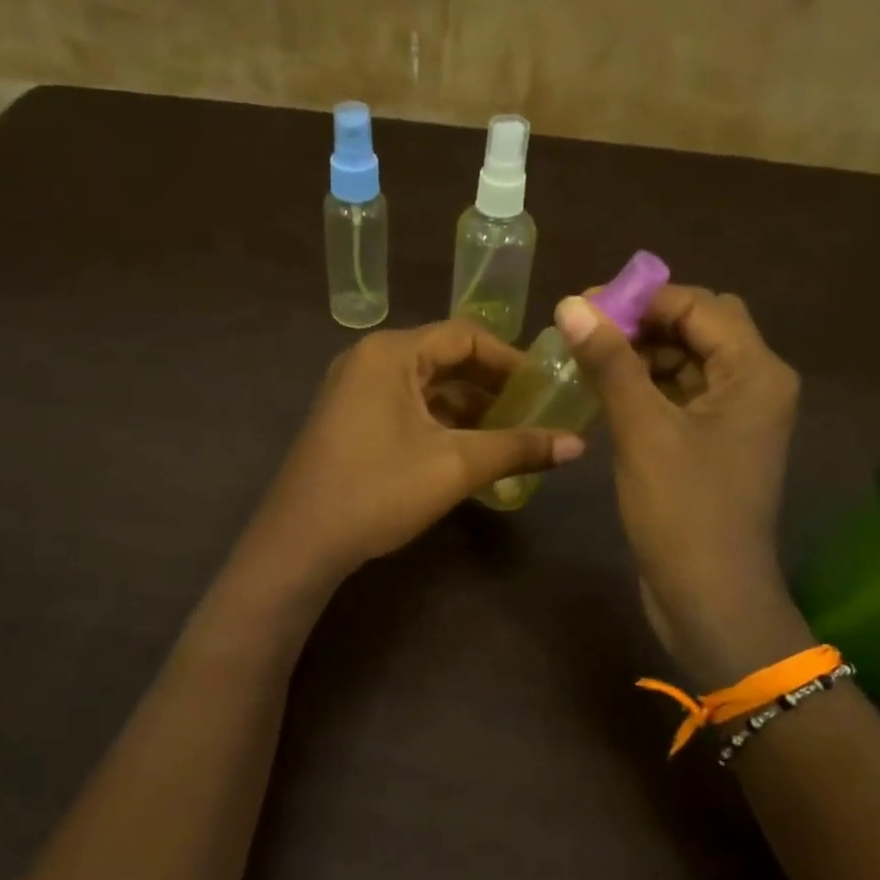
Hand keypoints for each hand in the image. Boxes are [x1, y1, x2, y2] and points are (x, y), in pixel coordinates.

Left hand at [251, 321, 584, 578]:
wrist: (299, 543)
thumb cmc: (378, 491)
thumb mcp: (455, 466)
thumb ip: (518, 448)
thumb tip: (579, 445)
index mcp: (391, 354)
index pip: (465, 336)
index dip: (510, 359)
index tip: (547, 385)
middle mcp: (369, 361)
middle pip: (445, 360)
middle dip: (492, 386)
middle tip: (536, 411)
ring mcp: (354, 392)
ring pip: (426, 389)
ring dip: (469, 409)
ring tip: (513, 436)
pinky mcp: (349, 422)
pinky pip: (406, 410)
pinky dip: (441, 425)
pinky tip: (471, 451)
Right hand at [555, 285, 810, 687]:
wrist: (710, 597)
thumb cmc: (683, 510)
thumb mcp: (643, 430)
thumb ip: (610, 362)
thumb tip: (571, 304)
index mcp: (755, 372)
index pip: (699, 305)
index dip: (642, 298)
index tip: (583, 307)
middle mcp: (755, 385)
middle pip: (699, 328)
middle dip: (643, 323)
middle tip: (586, 333)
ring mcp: (737, 418)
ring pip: (688, 363)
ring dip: (642, 355)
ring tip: (588, 362)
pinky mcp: (716, 445)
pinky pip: (682, 397)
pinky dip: (647, 389)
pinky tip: (607, 396)